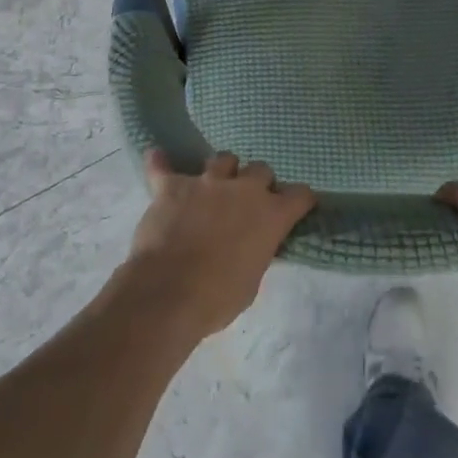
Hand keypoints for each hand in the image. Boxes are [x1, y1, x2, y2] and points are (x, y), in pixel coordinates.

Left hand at [119, 150, 315, 340]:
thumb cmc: (217, 299)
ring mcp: (207, 182)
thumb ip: (256, 252)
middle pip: (260, 169)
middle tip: (247, 202)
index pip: (299, 195)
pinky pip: (163, 167)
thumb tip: (251, 245)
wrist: (167, 293)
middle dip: (257, 183)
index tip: (296, 206)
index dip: (299, 200)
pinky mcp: (173, 185)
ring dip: (222, 172)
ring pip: (223, 159)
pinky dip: (160, 164)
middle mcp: (244, 189)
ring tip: (212, 188)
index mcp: (270, 215)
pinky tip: (157, 159)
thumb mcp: (251, 282)